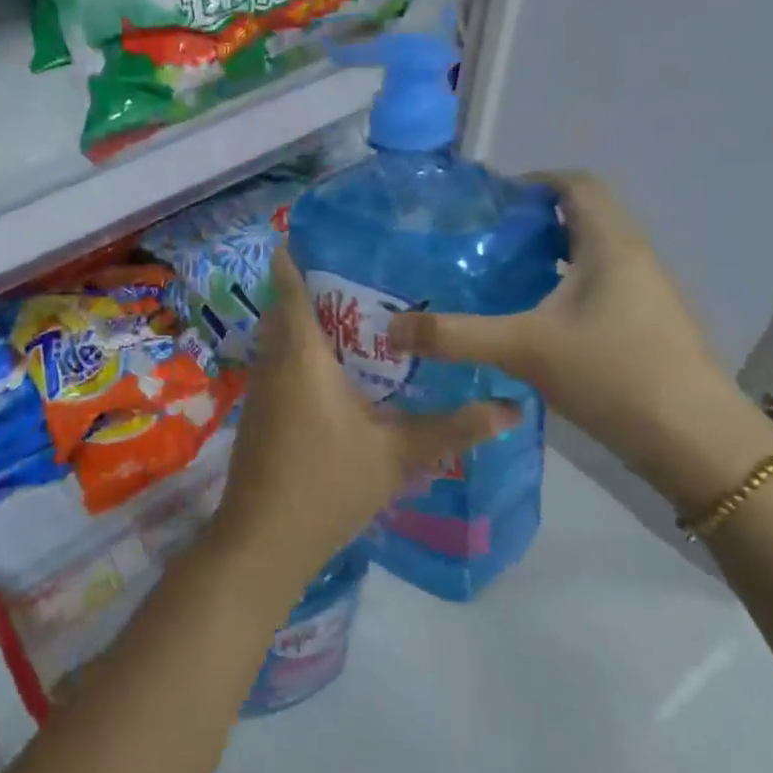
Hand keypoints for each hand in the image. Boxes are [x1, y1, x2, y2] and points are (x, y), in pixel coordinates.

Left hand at [211, 247, 517, 593]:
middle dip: (311, 288)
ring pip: (279, 338)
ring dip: (304, 322)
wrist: (264, 538)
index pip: (292, 290)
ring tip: (351, 313)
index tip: (315, 234)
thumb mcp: (398, 455)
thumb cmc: (329, 484)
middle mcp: (275, 362)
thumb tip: (513, 410)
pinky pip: (278, 363)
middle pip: (285, 309)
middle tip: (357, 273)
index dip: (295, 259)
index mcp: (303, 356)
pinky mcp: (259, 412)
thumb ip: (453, 429)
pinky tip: (332, 368)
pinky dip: (299, 352)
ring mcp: (261, 389)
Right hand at [387, 172, 772, 515]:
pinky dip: (560, 288)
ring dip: (544, 257)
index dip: (532, 181)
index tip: (487, 203)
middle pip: (580, 217)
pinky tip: (529, 321)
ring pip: (588, 255)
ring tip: (494, 278)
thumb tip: (390, 328)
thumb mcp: (524, 349)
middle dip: (529, 223)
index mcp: (610, 244)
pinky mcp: (644, 327)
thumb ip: (455, 335)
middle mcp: (632, 258)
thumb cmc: (614, 374)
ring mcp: (643, 294)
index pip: (575, 184)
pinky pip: (596, 288)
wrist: (696, 444)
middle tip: (478, 243)